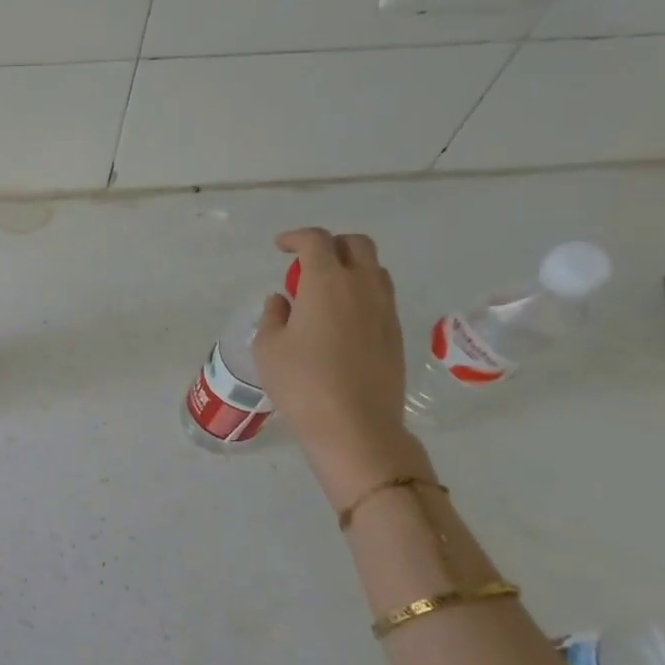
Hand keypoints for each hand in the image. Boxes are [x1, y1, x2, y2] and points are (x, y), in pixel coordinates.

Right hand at [252, 227, 427, 501]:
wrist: (355, 426)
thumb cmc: (302, 383)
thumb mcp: (269, 348)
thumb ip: (273, 316)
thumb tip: (283, 301)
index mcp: (327, 283)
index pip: (316, 241)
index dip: (296, 237)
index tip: (281, 247)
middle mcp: (362, 287)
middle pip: (356, 244)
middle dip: (331, 244)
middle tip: (307, 262)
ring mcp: (385, 310)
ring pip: (374, 269)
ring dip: (350, 268)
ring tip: (325, 290)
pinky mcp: (396, 334)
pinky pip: (381, 297)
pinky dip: (361, 293)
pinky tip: (340, 319)